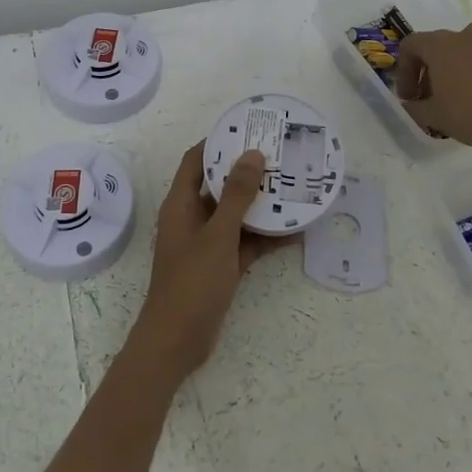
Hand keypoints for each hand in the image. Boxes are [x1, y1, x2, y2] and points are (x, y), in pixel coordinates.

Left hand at [129, 143, 284, 382]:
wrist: (177, 342)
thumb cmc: (192, 282)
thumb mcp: (218, 235)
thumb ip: (236, 196)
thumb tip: (252, 154)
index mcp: (181, 204)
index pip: (196, 161)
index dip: (217, 143)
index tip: (247, 130)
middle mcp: (191, 218)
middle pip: (219, 186)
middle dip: (246, 173)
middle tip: (279, 157)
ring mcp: (206, 243)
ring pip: (235, 215)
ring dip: (260, 206)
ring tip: (293, 189)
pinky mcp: (219, 266)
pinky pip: (244, 243)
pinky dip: (264, 238)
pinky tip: (294, 232)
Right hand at [394, 22, 471, 149]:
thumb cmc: (469, 112)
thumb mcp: (433, 116)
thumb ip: (415, 107)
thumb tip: (412, 104)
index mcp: (440, 43)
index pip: (411, 46)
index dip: (404, 72)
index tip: (408, 97)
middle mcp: (465, 35)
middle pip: (437, 48)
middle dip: (428, 73)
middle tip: (428, 100)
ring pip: (461, 54)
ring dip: (452, 73)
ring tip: (454, 102)